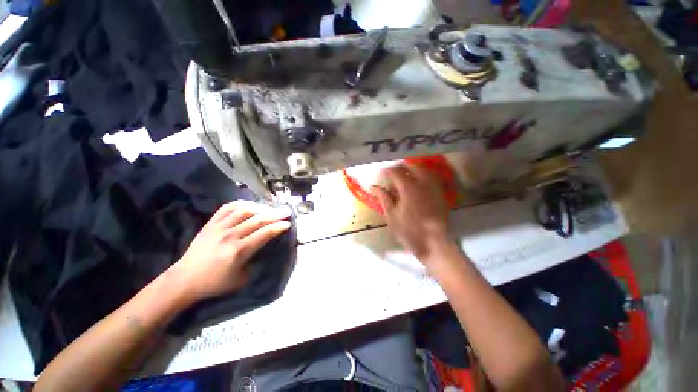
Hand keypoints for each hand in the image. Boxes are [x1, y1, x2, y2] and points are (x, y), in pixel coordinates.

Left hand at [172, 201, 291, 301]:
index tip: (288, 223)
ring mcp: (219, 227)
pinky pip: (227, 208)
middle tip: (287, 212)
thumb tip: (265, 249)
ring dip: (261, 208)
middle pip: (258, 219)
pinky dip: (241, 204)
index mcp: (239, 250)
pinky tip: (250, 205)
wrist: (185, 279)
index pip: (265, 233)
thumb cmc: (215, 283)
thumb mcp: (242, 279)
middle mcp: (230, 235)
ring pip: (245, 210)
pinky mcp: (211, 223)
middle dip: (276, 215)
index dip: (279, 227)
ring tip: (270, 208)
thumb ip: (256, 262)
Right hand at [372, 164, 450, 263]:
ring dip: (413, 169)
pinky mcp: (441, 194)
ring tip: (405, 176)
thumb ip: (384, 198)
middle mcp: (423, 184)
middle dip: (401, 167)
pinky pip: (432, 178)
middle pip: (412, 166)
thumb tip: (374, 187)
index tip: (381, 174)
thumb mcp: (392, 216)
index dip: (387, 171)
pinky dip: (423, 176)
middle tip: (393, 174)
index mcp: (409, 189)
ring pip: (424, 170)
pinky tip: (417, 184)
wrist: (435, 244)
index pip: (396, 172)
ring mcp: (434, 188)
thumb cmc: (410, 232)